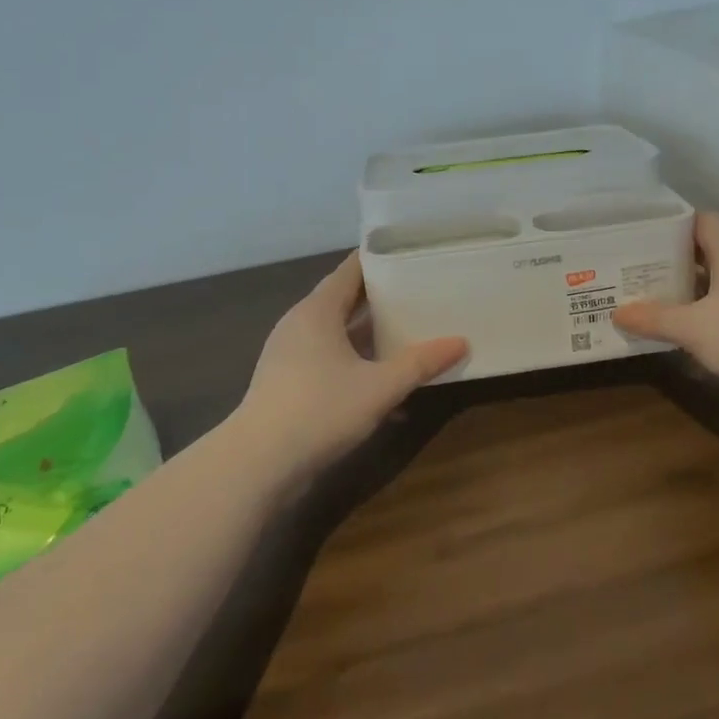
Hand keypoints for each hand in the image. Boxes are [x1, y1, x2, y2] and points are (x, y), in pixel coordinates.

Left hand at [238, 252, 467, 480]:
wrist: (258, 465)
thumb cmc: (320, 410)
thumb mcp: (380, 387)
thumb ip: (421, 363)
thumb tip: (461, 342)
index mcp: (318, 310)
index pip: (352, 269)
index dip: (381, 259)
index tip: (413, 253)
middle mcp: (301, 323)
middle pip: (346, 300)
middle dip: (382, 298)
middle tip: (422, 292)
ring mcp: (291, 354)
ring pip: (339, 333)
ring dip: (371, 335)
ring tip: (410, 332)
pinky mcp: (289, 383)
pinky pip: (330, 359)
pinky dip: (357, 362)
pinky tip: (384, 384)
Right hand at [612, 213, 718, 404]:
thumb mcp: (695, 328)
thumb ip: (656, 318)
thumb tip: (617, 312)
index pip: (699, 220)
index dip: (670, 227)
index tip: (640, 240)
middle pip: (709, 250)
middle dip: (675, 262)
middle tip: (638, 274)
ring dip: (696, 292)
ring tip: (659, 303)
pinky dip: (716, 315)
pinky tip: (695, 335)